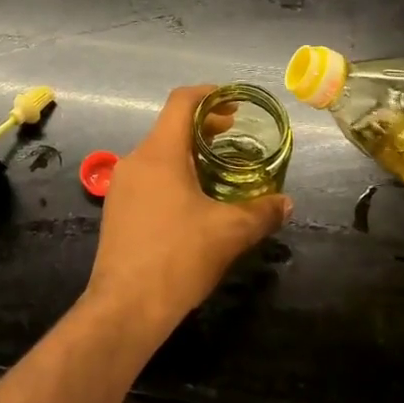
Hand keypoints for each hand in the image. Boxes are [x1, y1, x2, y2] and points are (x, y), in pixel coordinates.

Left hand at [89, 85, 292, 331]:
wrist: (125, 308)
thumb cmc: (178, 257)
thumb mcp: (230, 233)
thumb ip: (261, 212)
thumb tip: (286, 203)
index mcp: (160, 153)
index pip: (181, 102)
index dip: (209, 94)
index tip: (233, 104)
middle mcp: (136, 161)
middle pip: (171, 127)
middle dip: (204, 127)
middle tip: (235, 136)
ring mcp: (122, 186)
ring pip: (159, 154)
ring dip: (189, 154)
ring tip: (219, 171)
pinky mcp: (117, 210)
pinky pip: (149, 178)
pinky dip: (174, 175)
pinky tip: (194, 202)